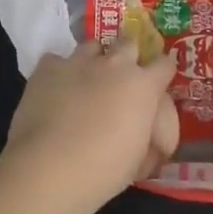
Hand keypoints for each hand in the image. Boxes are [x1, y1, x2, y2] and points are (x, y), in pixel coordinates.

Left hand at [3, 37, 179, 208]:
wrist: (50, 167)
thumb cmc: (104, 170)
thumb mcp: (139, 159)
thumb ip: (147, 137)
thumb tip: (143, 134)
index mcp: (143, 86)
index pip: (165, 64)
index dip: (163, 70)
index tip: (158, 80)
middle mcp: (114, 64)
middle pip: (128, 43)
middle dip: (128, 55)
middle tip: (121, 76)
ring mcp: (79, 62)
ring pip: (92, 46)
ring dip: (94, 60)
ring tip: (86, 80)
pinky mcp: (48, 67)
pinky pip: (56, 60)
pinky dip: (59, 72)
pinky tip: (54, 89)